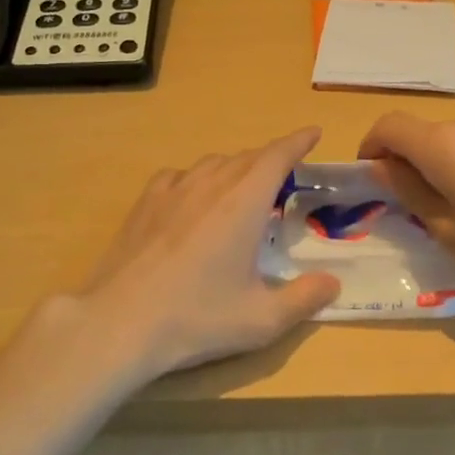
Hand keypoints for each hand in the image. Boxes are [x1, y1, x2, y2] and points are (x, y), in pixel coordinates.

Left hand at [72, 127, 339, 382]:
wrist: (121, 321)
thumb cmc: (197, 318)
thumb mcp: (262, 319)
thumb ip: (304, 298)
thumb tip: (333, 283)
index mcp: (244, 203)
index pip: (277, 157)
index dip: (297, 141)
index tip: (313, 132)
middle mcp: (210, 185)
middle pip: (246, 157)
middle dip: (270, 159)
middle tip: (286, 175)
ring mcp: (172, 191)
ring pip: (212, 163)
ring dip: (235, 167)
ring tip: (243, 187)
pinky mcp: (144, 204)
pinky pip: (178, 176)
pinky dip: (196, 178)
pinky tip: (193, 197)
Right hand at [358, 109, 454, 314]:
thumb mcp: (450, 231)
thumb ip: (410, 192)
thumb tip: (385, 167)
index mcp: (443, 144)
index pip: (389, 126)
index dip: (372, 147)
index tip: (373, 178)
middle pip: (426, 135)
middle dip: (414, 164)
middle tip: (423, 209)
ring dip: (448, 166)